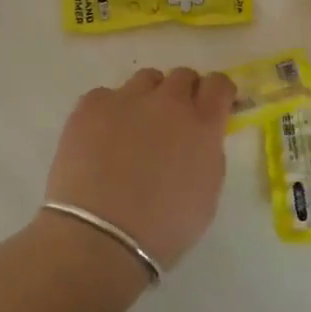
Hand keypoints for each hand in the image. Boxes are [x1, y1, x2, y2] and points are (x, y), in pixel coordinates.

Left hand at [44, 67, 235, 270]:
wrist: (101, 236)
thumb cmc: (162, 228)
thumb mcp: (207, 194)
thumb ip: (208, 153)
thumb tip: (199, 137)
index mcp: (202, 124)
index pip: (219, 84)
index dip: (217, 92)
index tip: (213, 105)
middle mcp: (168, 102)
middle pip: (182, 75)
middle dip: (183, 93)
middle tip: (172, 121)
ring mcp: (127, 99)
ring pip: (145, 79)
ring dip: (148, 96)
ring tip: (134, 127)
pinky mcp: (91, 106)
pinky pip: (106, 95)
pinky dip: (109, 111)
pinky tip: (101, 138)